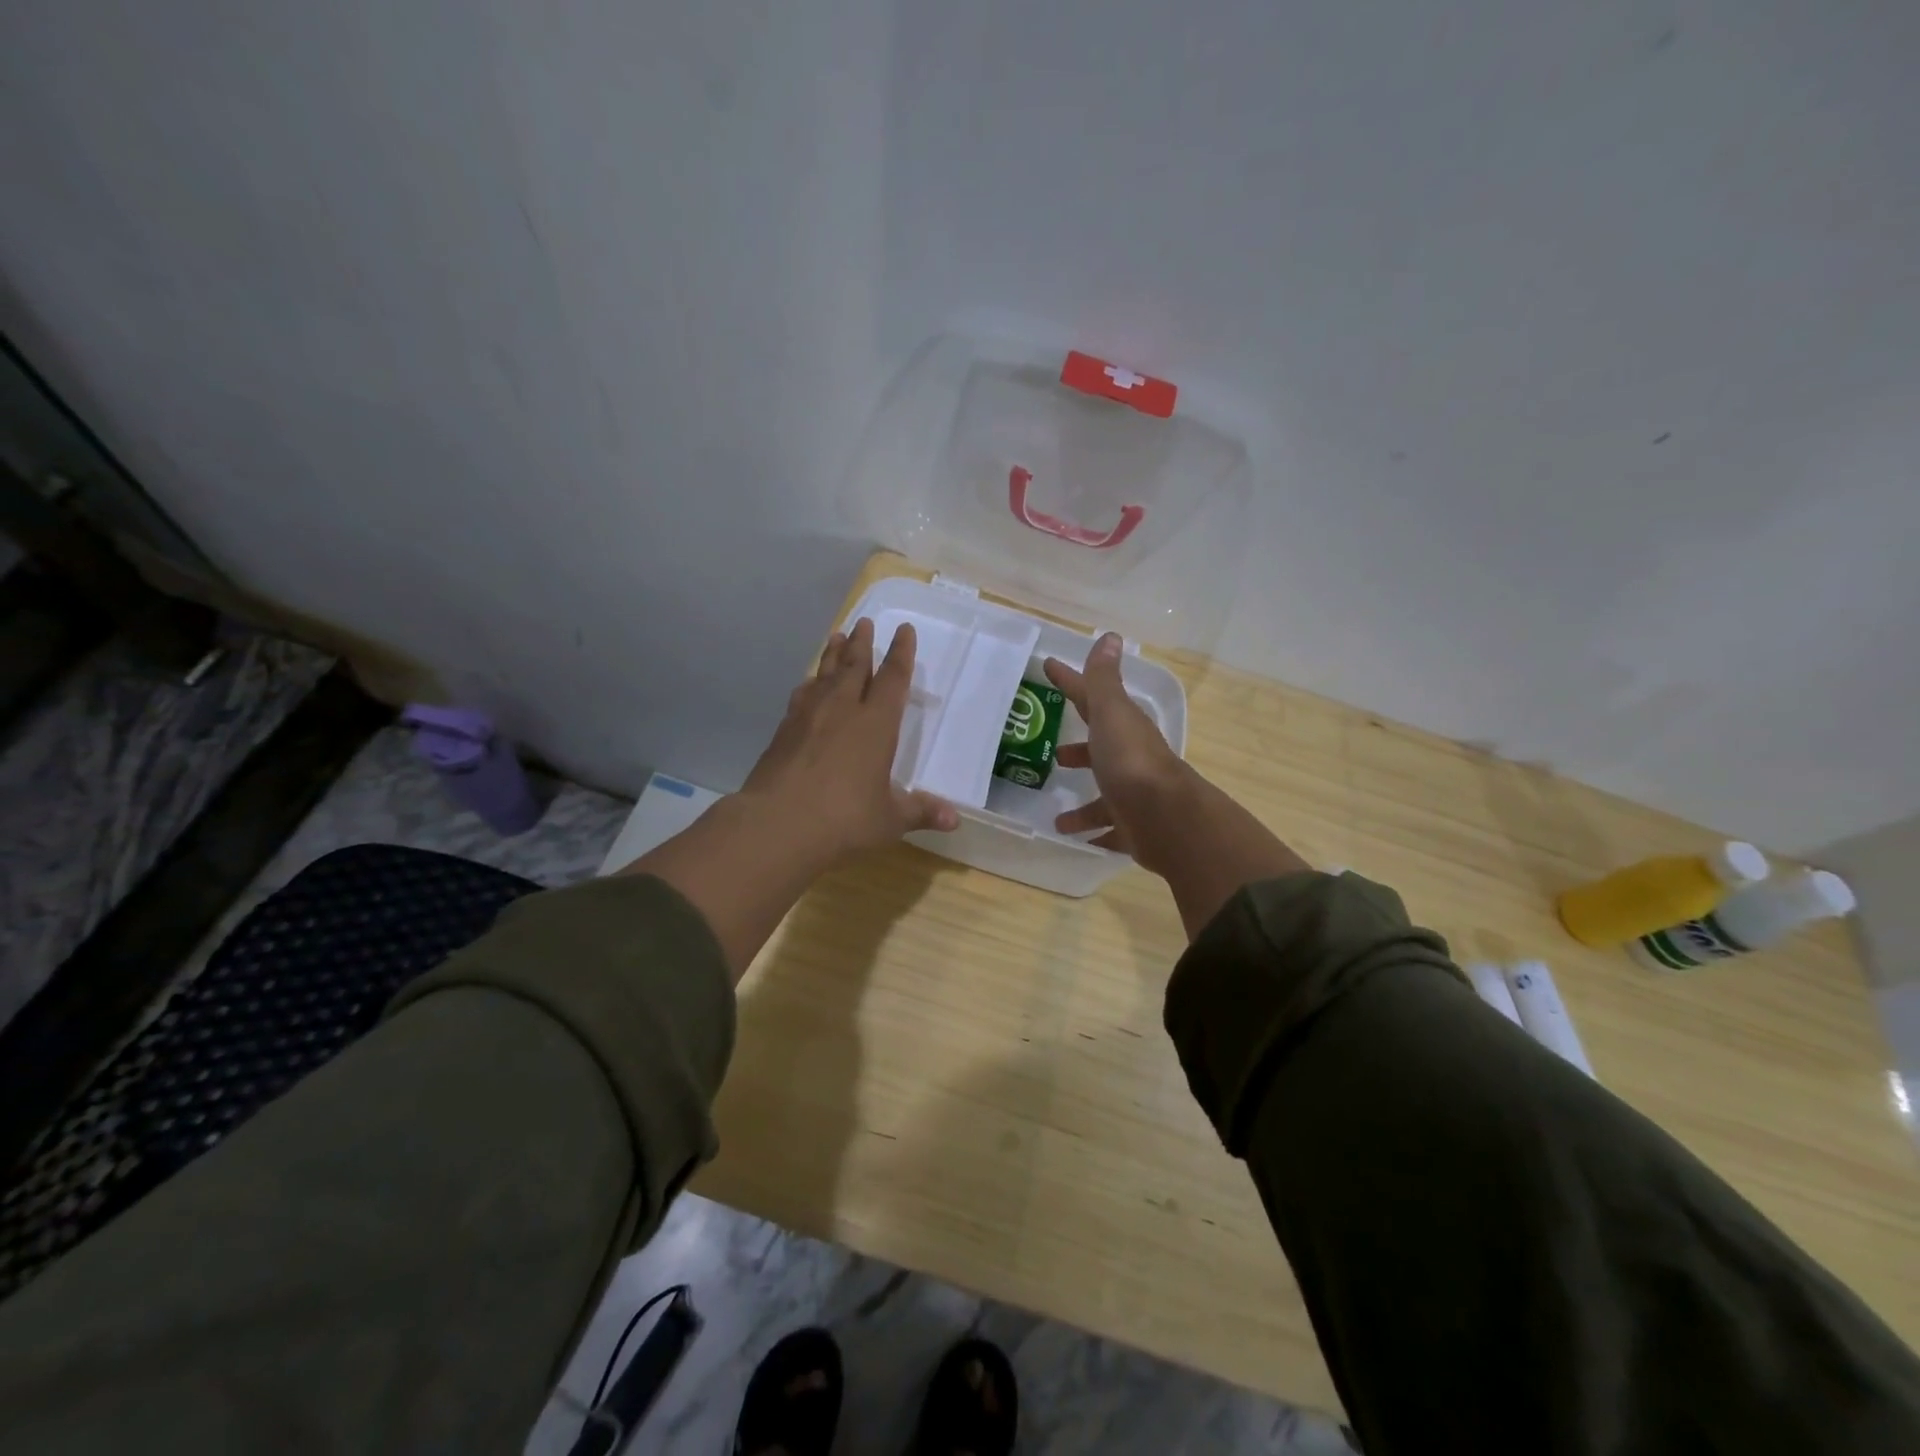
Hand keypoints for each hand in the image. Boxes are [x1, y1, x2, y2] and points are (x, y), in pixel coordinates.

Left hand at [740, 617, 958, 862]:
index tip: (904, 630)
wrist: (777, 825)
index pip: (893, 679)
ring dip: (833, 654)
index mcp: (876, 724)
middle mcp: (843, 710)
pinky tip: (808, 684)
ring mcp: (808, 717)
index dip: (901, 653)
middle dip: (862, 643)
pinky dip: (810, 683)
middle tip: (864, 622)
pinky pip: (802, 695)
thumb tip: (955, 820)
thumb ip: (920, 811)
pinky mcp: (783, 731)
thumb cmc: (844, 819)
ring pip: (825, 675)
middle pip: (854, 667)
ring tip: (836, 636)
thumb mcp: (890, 819)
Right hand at [1042, 632, 1192, 873]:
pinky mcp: (1134, 828)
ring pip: (1104, 797)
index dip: (1071, 683)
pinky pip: (1111, 830)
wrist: (1165, 818)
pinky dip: (1095, 833)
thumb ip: (1104, 680)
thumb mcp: (1111, 714)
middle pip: (1102, 752)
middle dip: (1080, 752)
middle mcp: (1131, 760)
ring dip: (1082, 804)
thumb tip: (1110, 637)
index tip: (1049, 668)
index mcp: (1124, 729)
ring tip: (1057, 816)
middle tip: (1056, 756)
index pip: (1092, 699)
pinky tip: (1077, 841)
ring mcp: (1135, 796)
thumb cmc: (1130, 761)